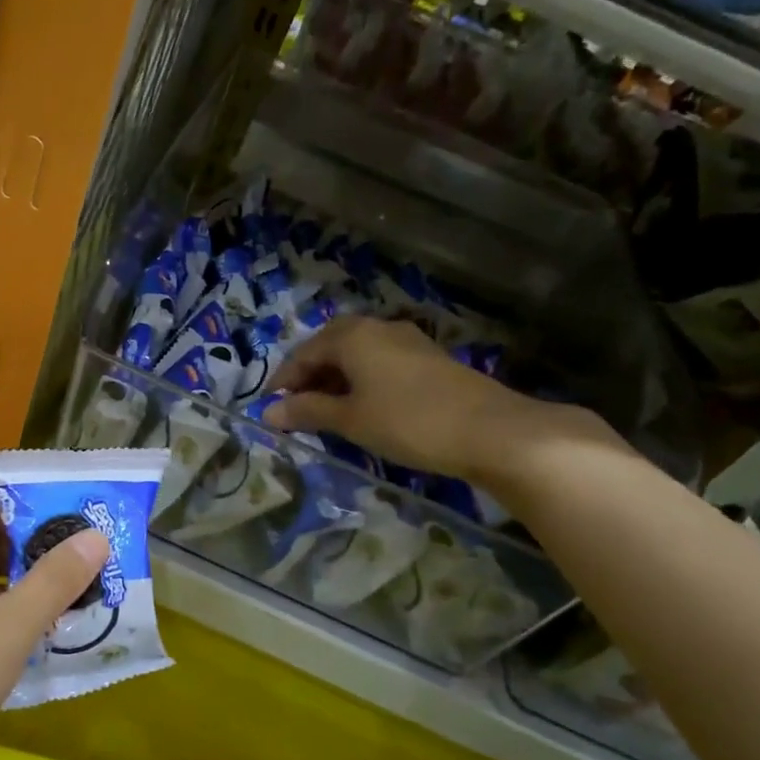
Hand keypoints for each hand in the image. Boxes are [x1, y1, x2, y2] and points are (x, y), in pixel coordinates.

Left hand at [0, 495, 108, 759]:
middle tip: (93, 565)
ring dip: (23, 597)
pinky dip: (2, 631)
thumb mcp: (9, 626)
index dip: (31, 509)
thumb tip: (95, 535)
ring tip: (80, 604)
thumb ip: (55, 579)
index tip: (80, 522)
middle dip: (36, 556)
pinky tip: (39, 649)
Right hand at [262, 315, 614, 485]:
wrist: (491, 430)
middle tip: (296, 407)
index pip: (303, 353)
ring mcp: (407, 341)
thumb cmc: (407, 421)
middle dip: (309, 376)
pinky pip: (380, 363)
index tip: (270, 407)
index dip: (284, 380)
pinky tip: (363, 407)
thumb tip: (269, 412)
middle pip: (330, 347)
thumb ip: (307, 412)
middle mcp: (378, 329)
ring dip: (335, 379)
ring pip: (357, 355)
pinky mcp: (428, 359)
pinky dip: (361, 381)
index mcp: (352, 336)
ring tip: (326, 411)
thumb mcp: (349, 419)